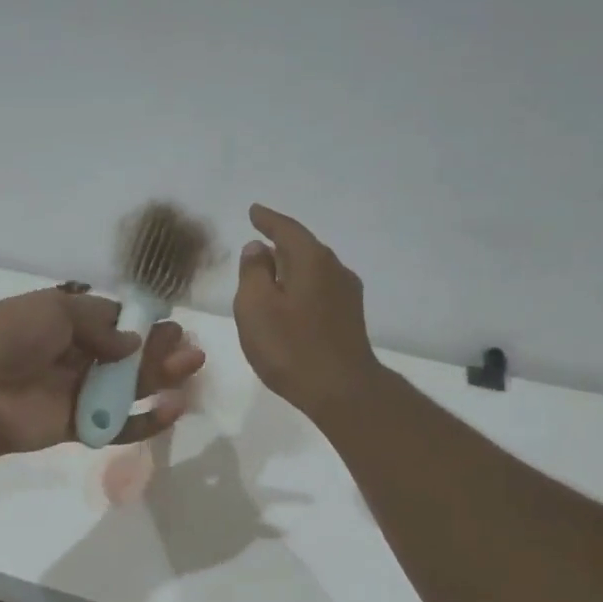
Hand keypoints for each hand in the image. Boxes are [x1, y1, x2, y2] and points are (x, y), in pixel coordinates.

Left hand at [0, 287, 205, 457]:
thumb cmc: (11, 337)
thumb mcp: (56, 310)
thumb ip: (100, 325)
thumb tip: (132, 343)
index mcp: (62, 321)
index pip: (110, 321)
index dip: (141, 323)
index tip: (169, 324)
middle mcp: (71, 356)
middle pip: (125, 355)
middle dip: (158, 350)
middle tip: (188, 347)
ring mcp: (75, 393)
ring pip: (126, 388)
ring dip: (160, 378)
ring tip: (190, 368)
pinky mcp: (77, 427)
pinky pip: (117, 424)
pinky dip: (145, 420)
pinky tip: (172, 408)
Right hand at [233, 204, 381, 420]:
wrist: (341, 390)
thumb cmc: (290, 347)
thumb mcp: (256, 307)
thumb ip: (253, 273)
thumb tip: (258, 249)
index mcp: (312, 260)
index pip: (287, 229)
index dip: (268, 219)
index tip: (254, 211)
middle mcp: (335, 270)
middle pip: (304, 249)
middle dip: (281, 245)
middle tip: (259, 246)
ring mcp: (347, 295)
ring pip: (313, 271)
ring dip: (291, 270)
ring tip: (271, 276)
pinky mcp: (349, 320)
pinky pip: (320, 291)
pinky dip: (301, 289)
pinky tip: (291, 304)